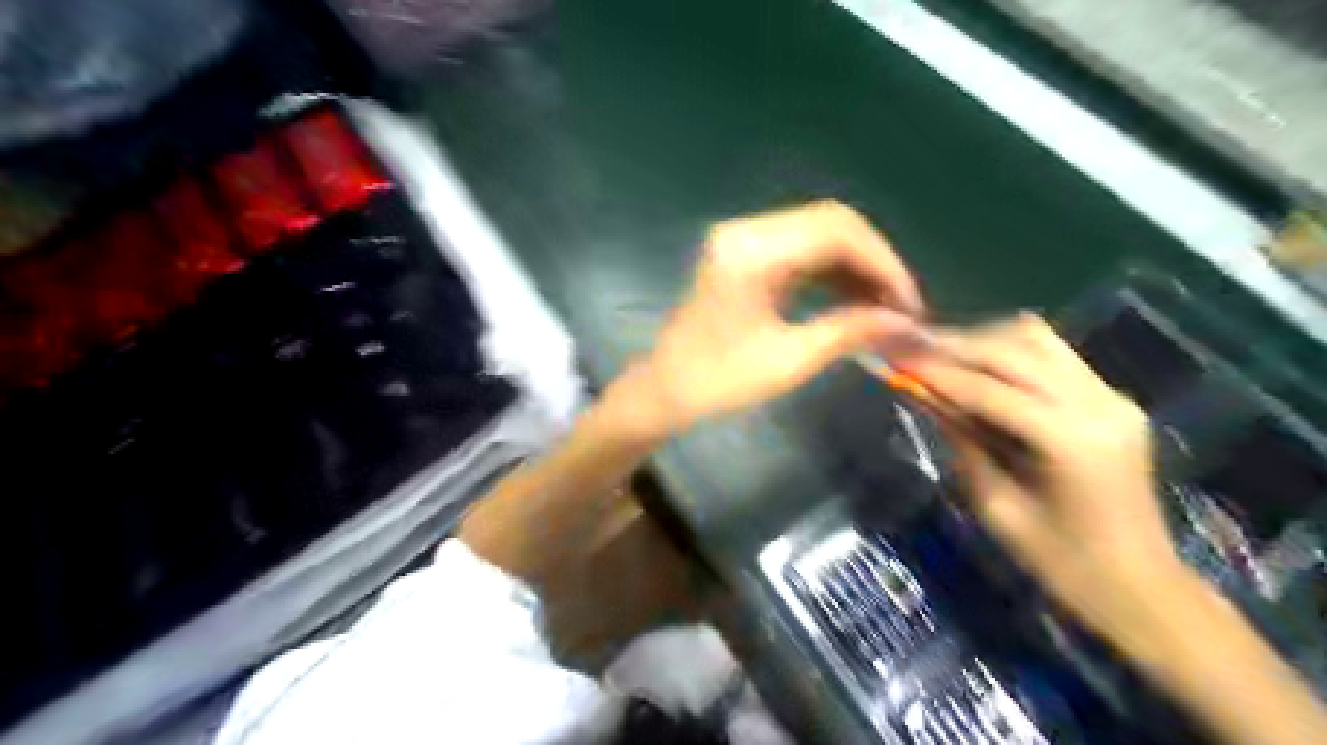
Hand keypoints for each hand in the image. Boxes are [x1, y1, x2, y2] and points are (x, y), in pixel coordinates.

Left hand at [619, 201, 925, 439]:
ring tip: (886, 309)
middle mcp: (747, 231)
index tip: (910, 305)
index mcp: (751, 251)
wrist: (663, 390)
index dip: (883, 263)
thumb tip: (907, 323)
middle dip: (875, 263)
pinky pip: (802, 251)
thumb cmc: (717, 382)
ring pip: (820, 235)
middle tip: (902, 307)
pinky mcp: (746, 256)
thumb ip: (849, 332)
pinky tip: (856, 301)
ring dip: (857, 267)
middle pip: (831, 224)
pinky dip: (833, 273)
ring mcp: (744, 240)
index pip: (836, 231)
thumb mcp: (788, 361)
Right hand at [908, 315, 1185, 633]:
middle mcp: (1099, 404)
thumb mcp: (995, 506)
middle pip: (1016, 348)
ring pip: (1036, 339)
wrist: (1140, 586)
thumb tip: (922, 394)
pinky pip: (1051, 355)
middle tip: (910, 349)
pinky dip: (1007, 353)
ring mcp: (1111, 396)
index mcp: (1071, 440)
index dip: (937, 372)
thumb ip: (960, 441)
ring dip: (983, 341)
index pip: (990, 389)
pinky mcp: (1111, 398)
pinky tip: (977, 367)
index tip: (894, 358)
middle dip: (957, 346)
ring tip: (941, 355)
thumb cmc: (1061, 562)